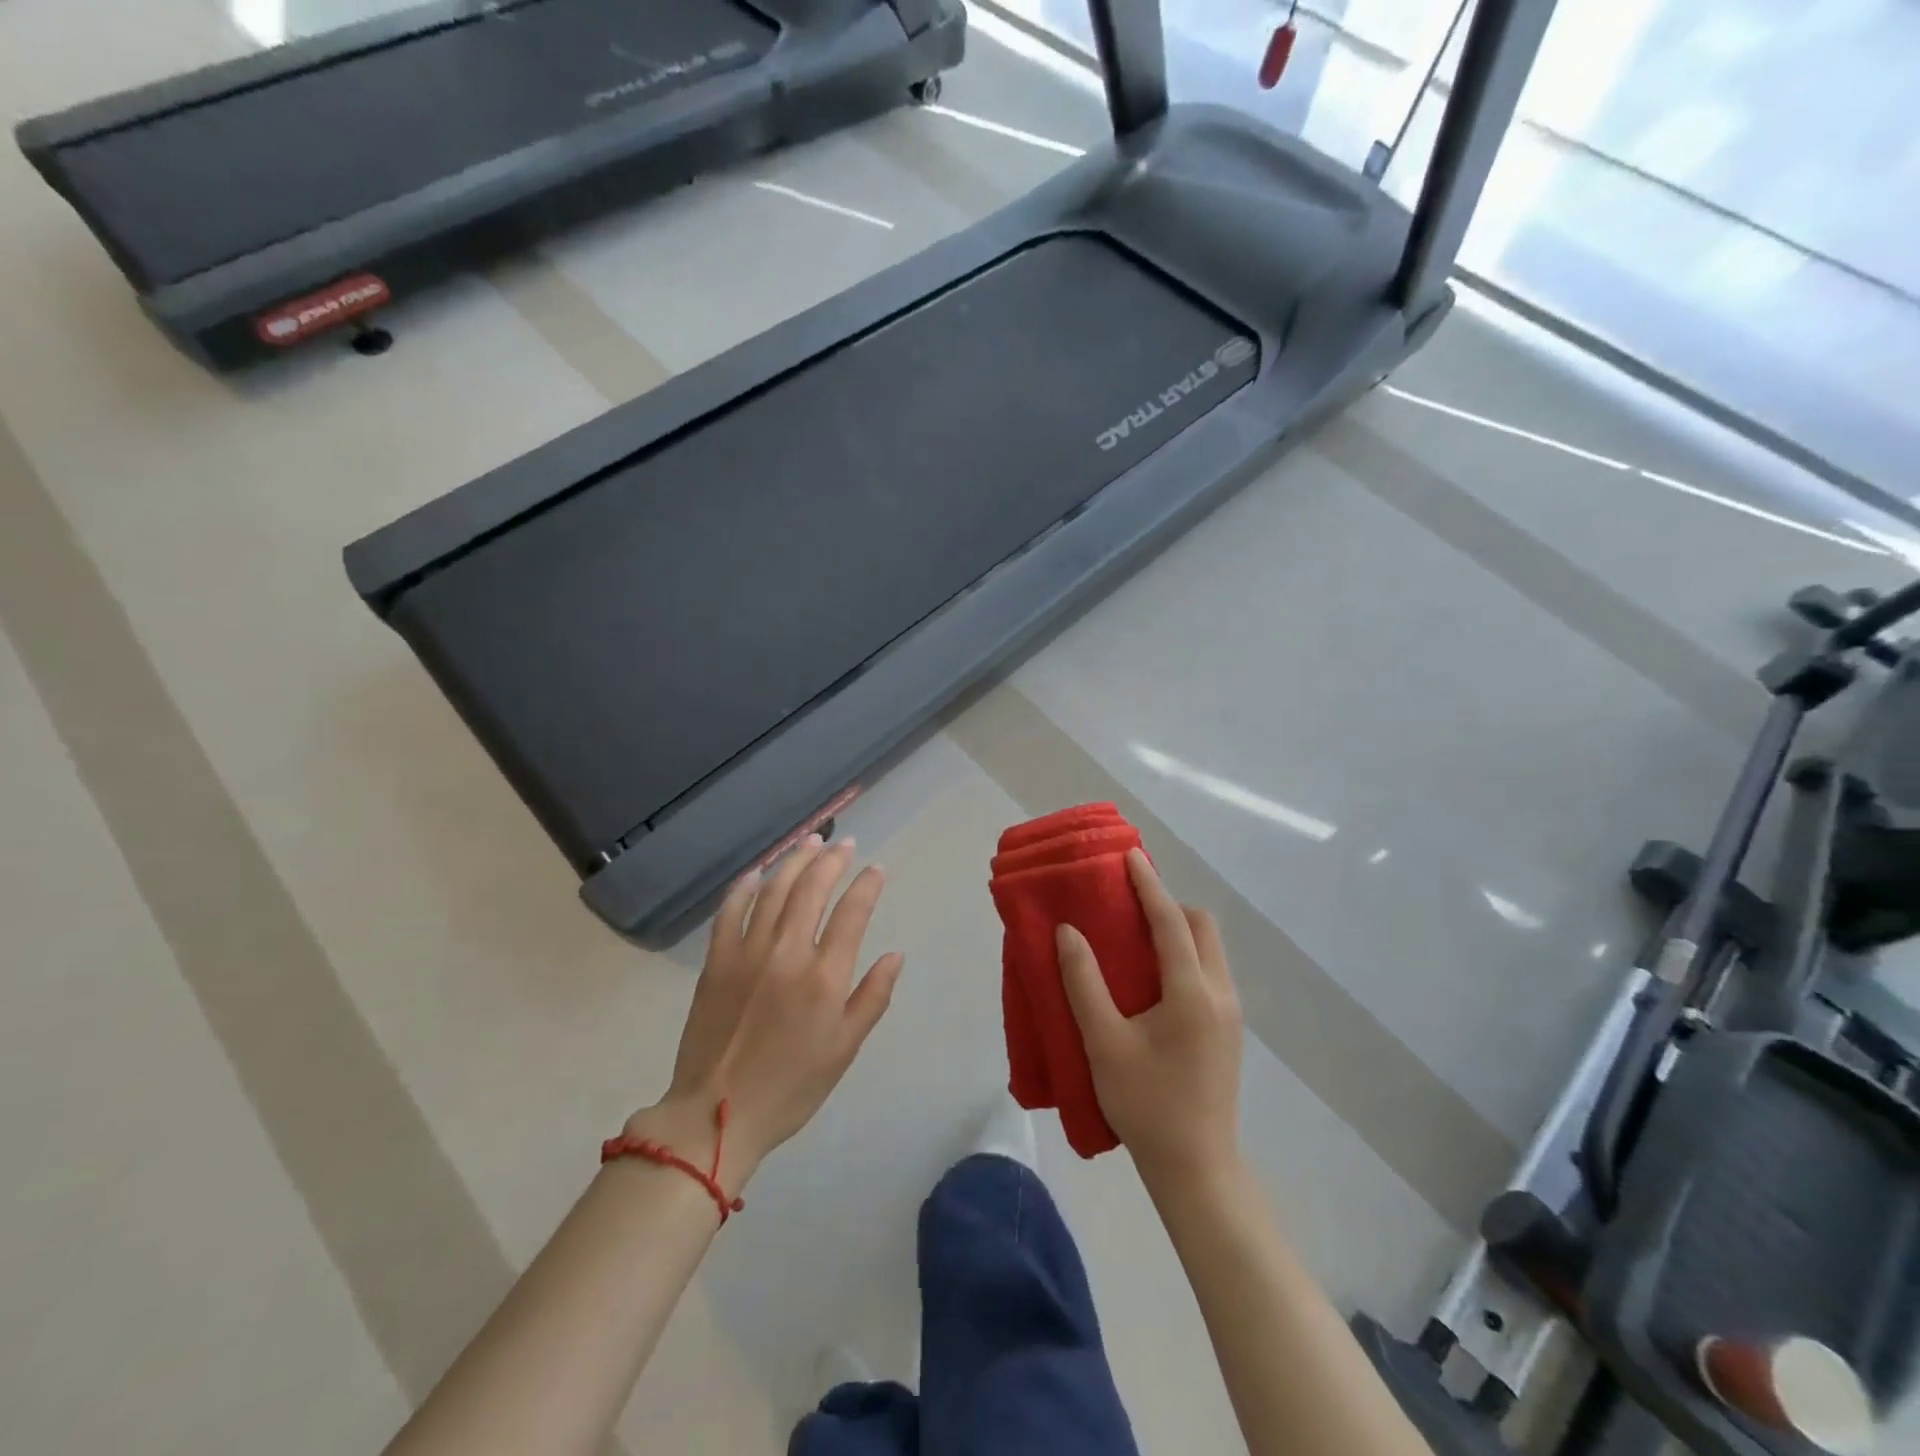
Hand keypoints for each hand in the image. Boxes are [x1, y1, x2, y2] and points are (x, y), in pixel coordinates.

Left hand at [628, 836, 903, 1188]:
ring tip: (810, 843)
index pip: (852, 912)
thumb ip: (873, 997)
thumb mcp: (845, 1048)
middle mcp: (787, 953)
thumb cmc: (791, 1087)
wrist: (715, 1115)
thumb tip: (896, 954)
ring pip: (773, 890)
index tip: (877, 869)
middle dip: (832, 860)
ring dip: (794, 861)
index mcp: (824, 977)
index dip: (867, 885)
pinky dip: (744, 887)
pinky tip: (757, 873)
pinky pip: (730, 911)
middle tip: (845, 845)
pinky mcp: (715, 961)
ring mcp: (746, 952)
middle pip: (812, 888)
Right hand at [1057, 849, 1242, 1181]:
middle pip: (1202, 927)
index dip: (1149, 885)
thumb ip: (1084, 982)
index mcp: (1192, 993)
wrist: (1196, 1166)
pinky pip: (1209, 971)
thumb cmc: (1145, 1104)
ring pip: (1210, 948)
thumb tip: (1068, 932)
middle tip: (1128, 905)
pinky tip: (1153, 976)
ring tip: (1136, 935)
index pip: (1171, 922)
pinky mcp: (1229, 1029)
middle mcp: (1220, 993)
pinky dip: (1185, 954)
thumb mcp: (1104, 1043)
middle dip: (1169, 905)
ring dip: (1178, 930)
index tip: (1130, 857)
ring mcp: (1230, 1013)